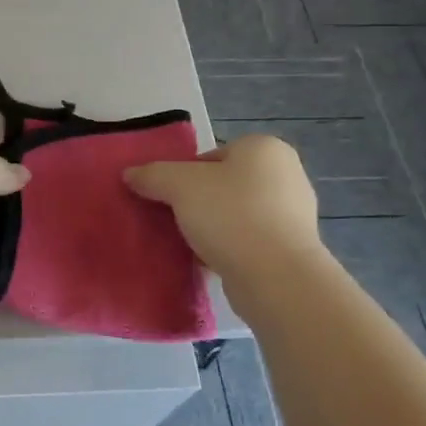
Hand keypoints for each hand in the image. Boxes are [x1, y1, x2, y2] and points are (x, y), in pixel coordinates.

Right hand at [123, 133, 321, 279]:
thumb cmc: (230, 216)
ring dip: (212, 228)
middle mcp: (286, 174)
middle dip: (198, 203)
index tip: (170, 200)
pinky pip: (249, 241)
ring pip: (236, 214)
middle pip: (223, 185)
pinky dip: (230, 248)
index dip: (183, 176)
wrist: (276, 277)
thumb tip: (130, 174)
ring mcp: (294, 213)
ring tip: (190, 245)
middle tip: (175, 222)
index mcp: (264, 148)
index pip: (210, 156)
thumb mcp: (179, 186)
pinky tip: (210, 262)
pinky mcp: (292, 247)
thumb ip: (152, 175)